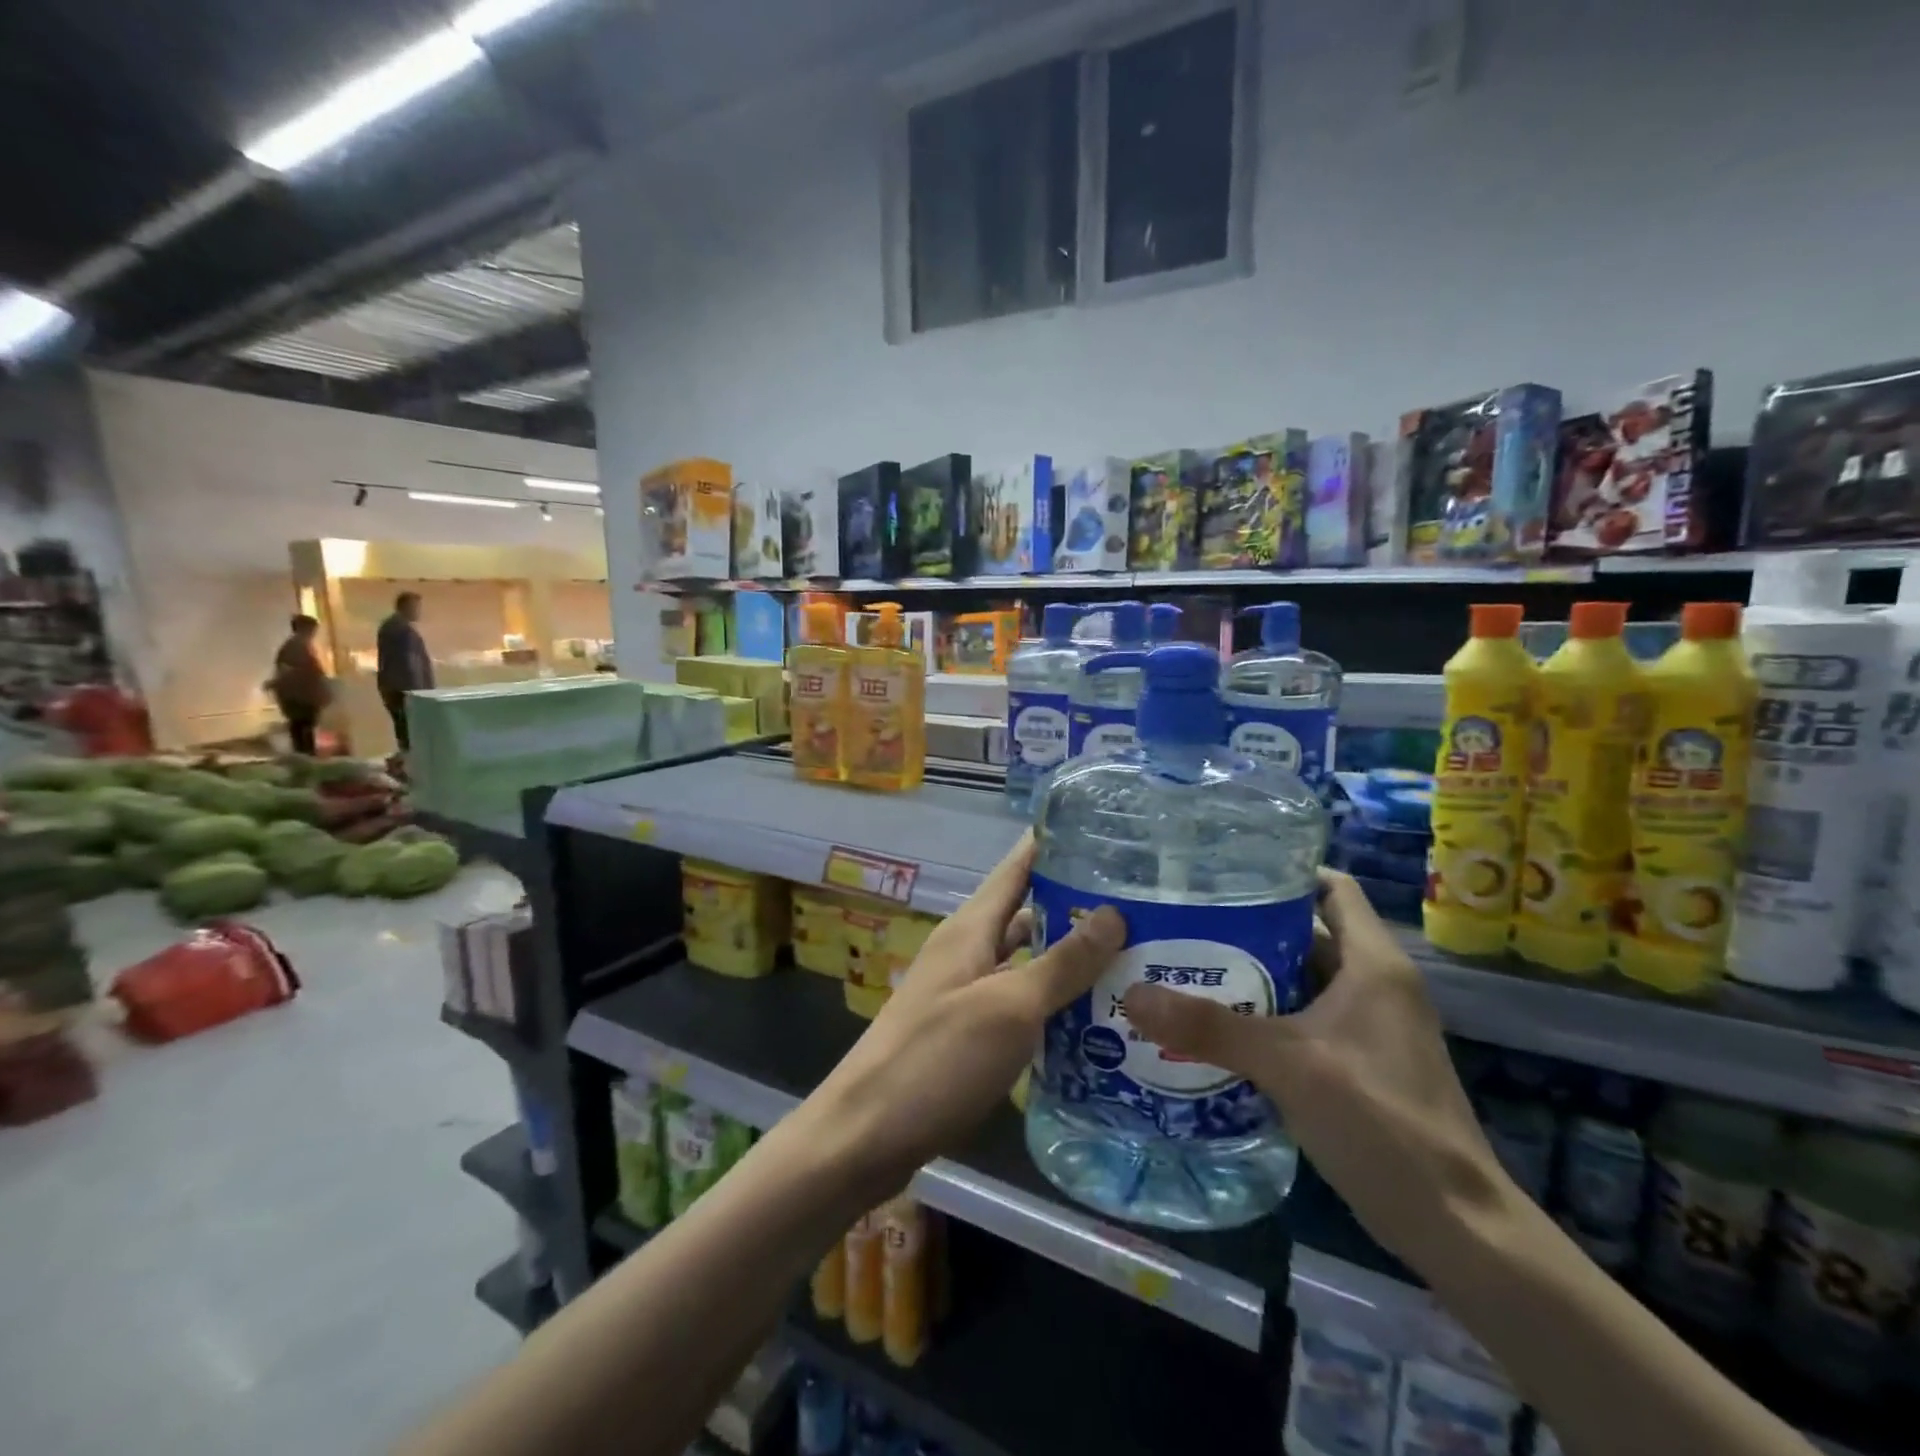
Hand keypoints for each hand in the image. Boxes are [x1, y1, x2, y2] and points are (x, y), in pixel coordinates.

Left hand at [810, 832, 1124, 1194]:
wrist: (866, 1134)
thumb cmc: (937, 1058)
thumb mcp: (1009, 1007)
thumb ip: (1061, 963)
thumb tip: (1114, 914)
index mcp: (970, 929)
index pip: (1016, 869)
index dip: (1051, 846)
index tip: (1101, 830)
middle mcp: (966, 952)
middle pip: (1025, 914)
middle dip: (1075, 906)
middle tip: (1139, 905)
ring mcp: (963, 994)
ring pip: (1024, 962)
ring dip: (1068, 960)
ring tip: (1130, 959)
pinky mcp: (966, 1034)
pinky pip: (1017, 1004)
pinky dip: (1051, 1004)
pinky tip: (1091, 1020)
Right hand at [1124, 868, 1508, 1277]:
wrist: (1453, 1226)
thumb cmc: (1379, 1120)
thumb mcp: (1286, 1064)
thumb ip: (1208, 1027)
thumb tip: (1130, 994)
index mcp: (1373, 963)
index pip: (1331, 888)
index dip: (1283, 872)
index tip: (1223, 872)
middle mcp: (1375, 984)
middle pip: (1306, 933)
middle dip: (1246, 926)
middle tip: (1183, 921)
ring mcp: (1370, 1027)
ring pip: (1301, 980)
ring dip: (1250, 976)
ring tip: (1185, 966)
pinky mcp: (1359, 1063)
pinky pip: (1304, 1020)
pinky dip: (1264, 1016)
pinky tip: (1215, 1026)